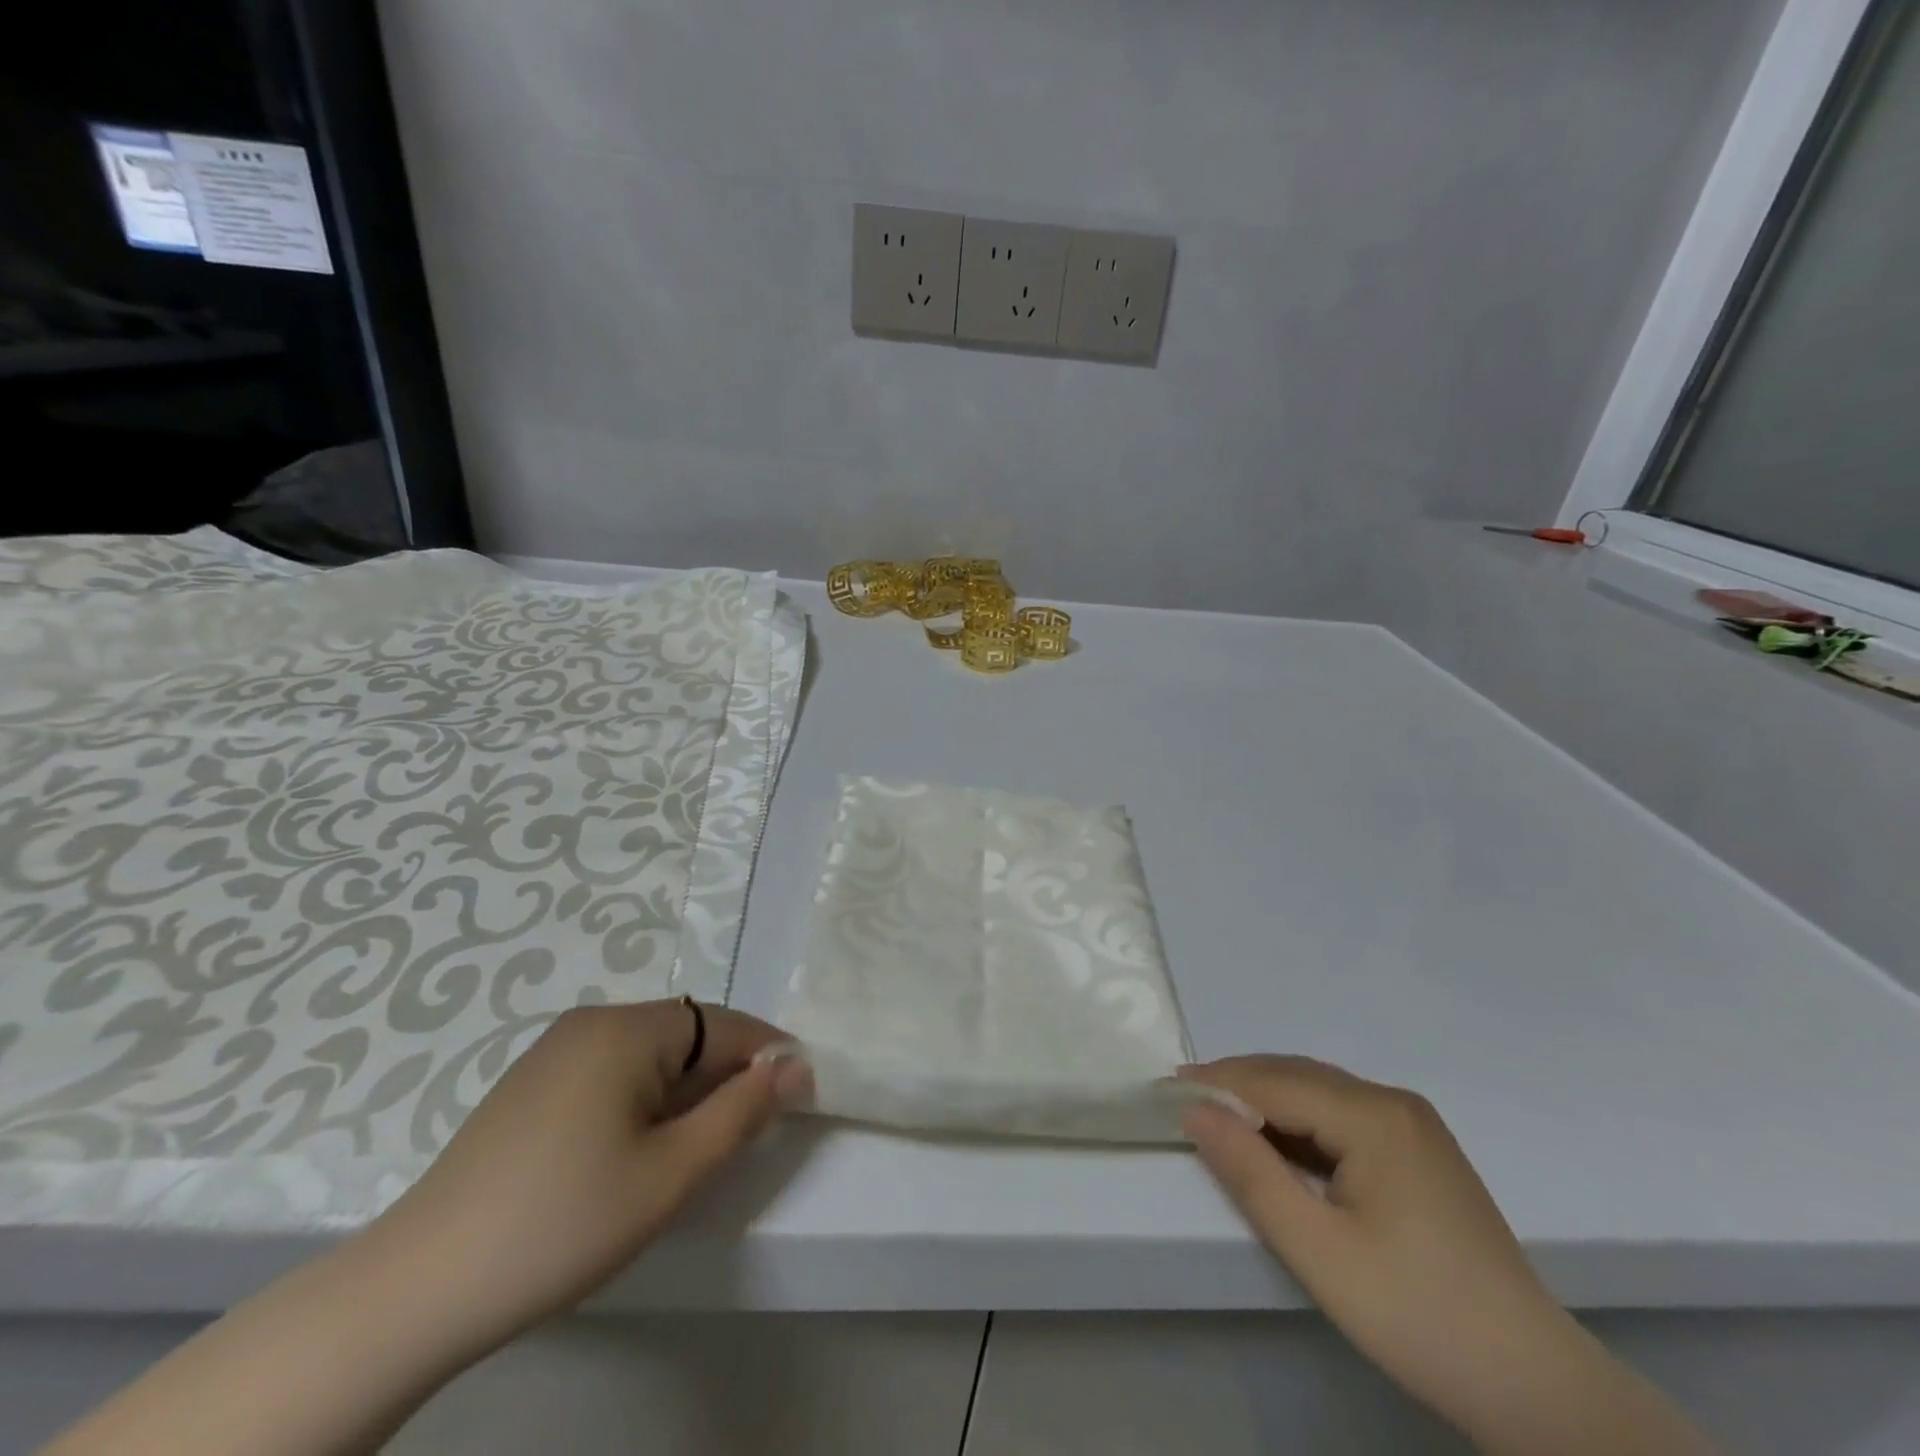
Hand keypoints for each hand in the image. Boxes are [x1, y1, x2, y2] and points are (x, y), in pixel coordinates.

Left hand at [369, 1000, 809, 1359]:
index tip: (798, 1098)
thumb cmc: (564, 1222)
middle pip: (686, 1036)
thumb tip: (795, 1066)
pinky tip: (633, 1152)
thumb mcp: (672, 1172)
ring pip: (650, 1056)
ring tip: (690, 1151)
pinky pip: (613, 1072)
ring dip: (684, 1093)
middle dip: (723, 1078)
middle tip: (742, 1138)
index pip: (722, 1024)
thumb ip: (742, 1111)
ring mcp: (555, 1051)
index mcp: (626, 1029)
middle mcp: (591, 1022)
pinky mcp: (532, 1084)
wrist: (418, 1289)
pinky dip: (643, 1100)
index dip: (766, 1056)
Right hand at [1180, 1056, 1712, 1454]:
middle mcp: (1394, 1104)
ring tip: (1219, 1119)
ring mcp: (1413, 1126)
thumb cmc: (1416, 1314)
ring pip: (1320, 1093)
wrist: (1534, 1385)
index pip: (1275, 1083)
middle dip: (1237, 1084)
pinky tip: (1279, 1145)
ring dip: (1267, 1101)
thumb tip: (1195, 1112)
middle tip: (1184, 1101)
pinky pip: (1343, 1116)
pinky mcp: (1421, 1151)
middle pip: (1297, 1077)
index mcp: (1374, 1116)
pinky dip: (1300, 1122)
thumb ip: (1251, 1173)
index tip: (1164, 1090)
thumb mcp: (1318, 1250)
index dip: (1217, 1084)